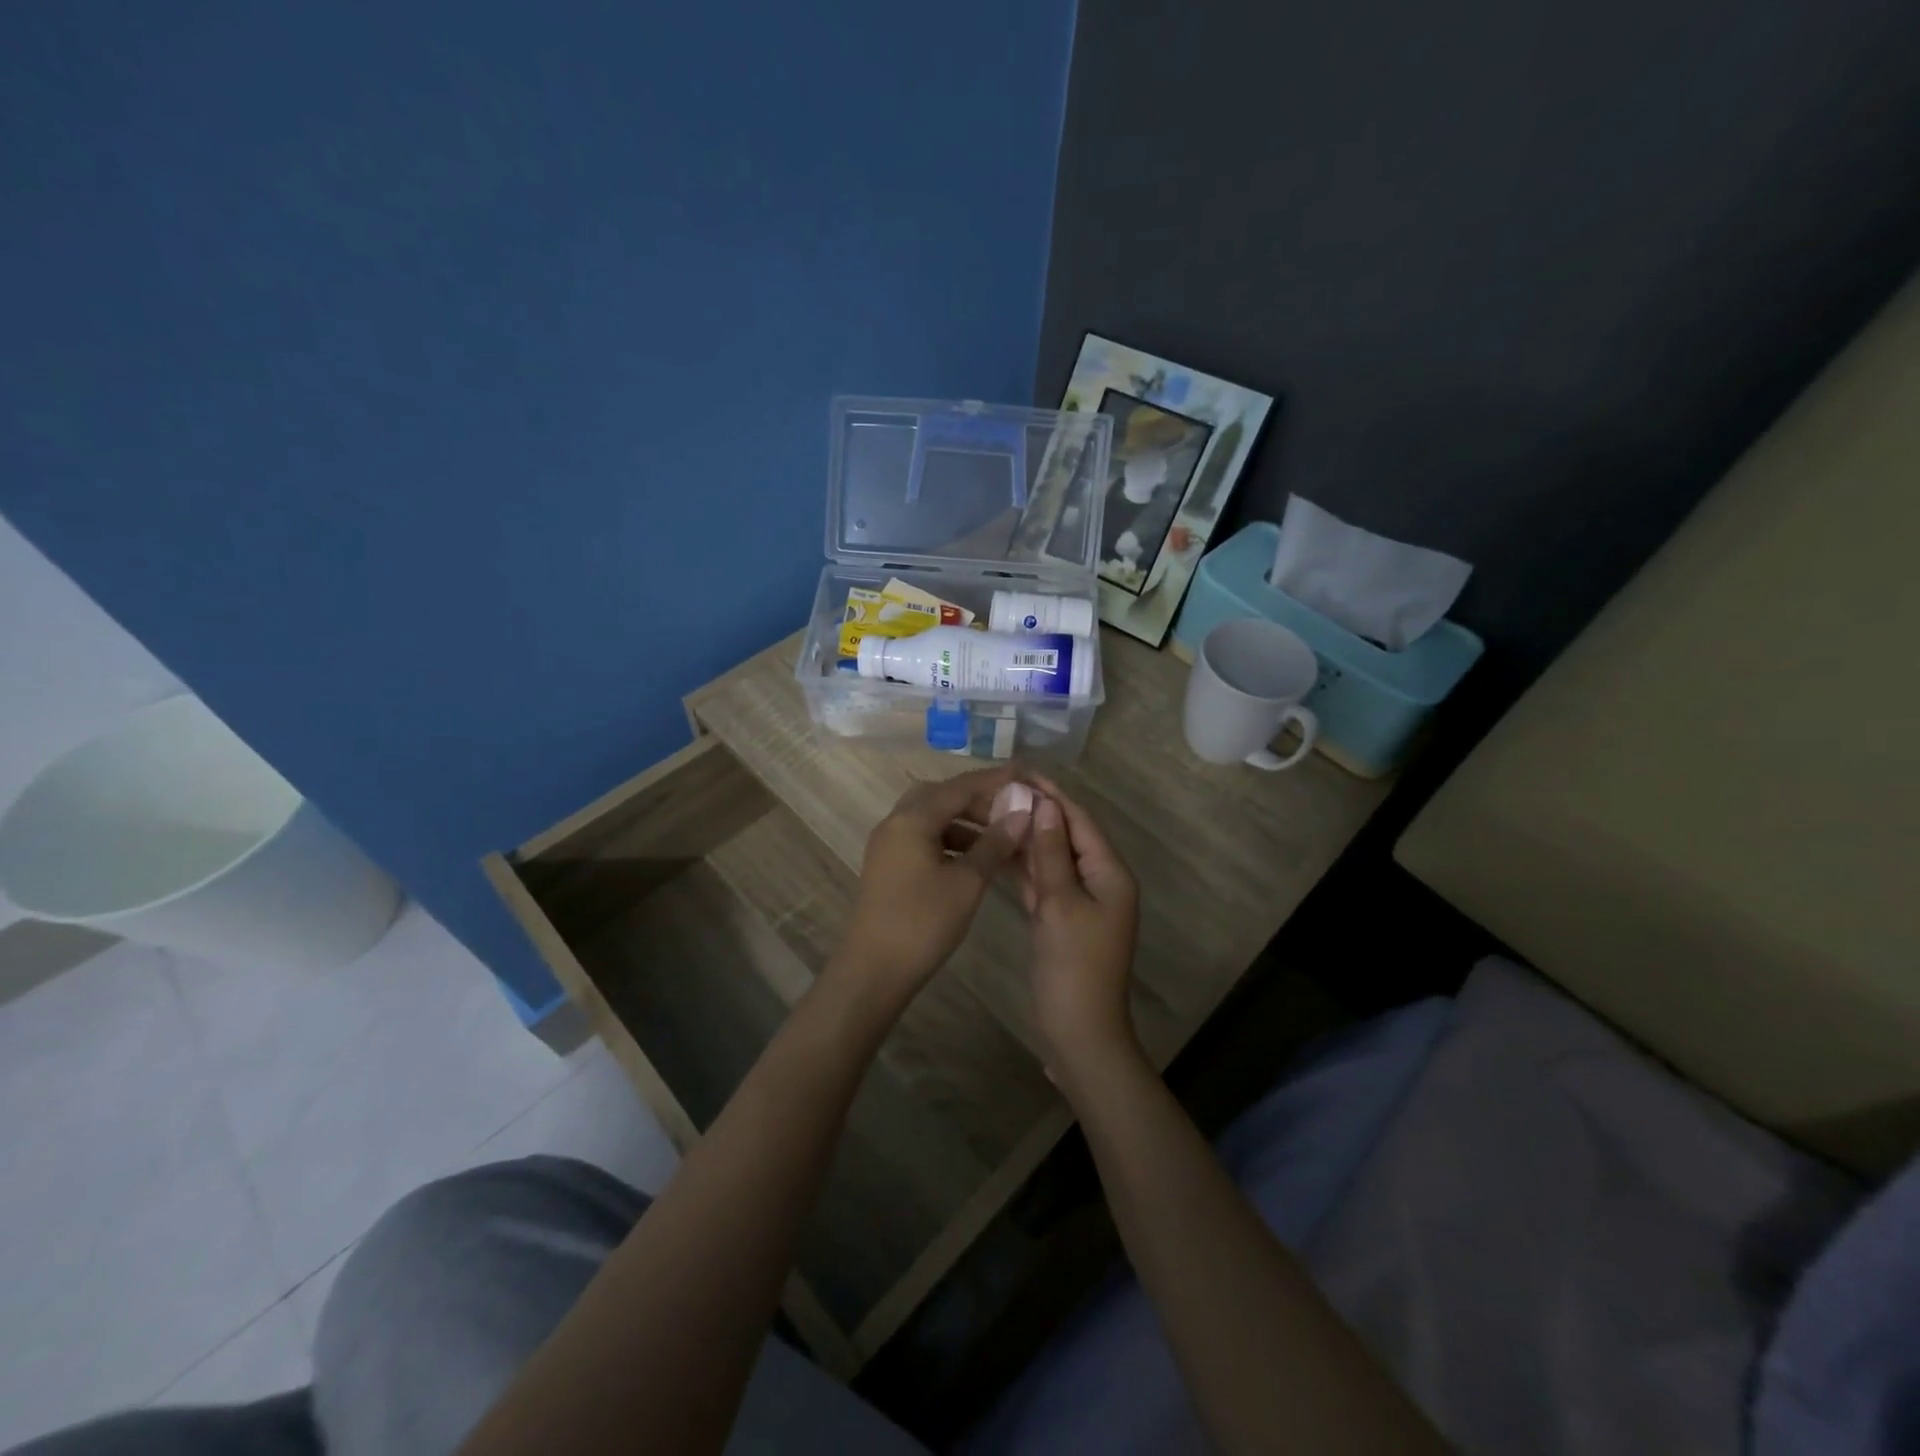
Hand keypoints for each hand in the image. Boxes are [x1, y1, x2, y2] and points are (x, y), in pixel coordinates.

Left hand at [832, 766, 1031, 1011]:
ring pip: (932, 818)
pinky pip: (923, 838)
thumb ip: (994, 843)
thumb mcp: (967, 882)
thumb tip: (1021, 812)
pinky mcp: (888, 865)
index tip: (1025, 773)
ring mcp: (888, 844)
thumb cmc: (923, 923)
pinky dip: (950, 841)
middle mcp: (895, 822)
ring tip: (1000, 837)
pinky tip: (974, 859)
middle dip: (978, 800)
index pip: (960, 786)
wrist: (873, 971)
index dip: (995, 779)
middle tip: (1011, 810)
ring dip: (965, 822)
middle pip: (942, 796)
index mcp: (912, 819)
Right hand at [1019, 774, 1141, 1083]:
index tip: (1021, 769)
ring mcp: (1080, 901)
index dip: (1052, 794)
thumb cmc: (1073, 965)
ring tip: (994, 809)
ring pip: (1052, 858)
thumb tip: (1045, 804)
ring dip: (1028, 836)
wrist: (1078, 1031)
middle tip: (1001, 786)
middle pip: (1067, 835)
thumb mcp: (1060, 903)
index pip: (1080, 820)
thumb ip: (1050, 852)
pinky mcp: (1062, 918)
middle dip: (1038, 811)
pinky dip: (1024, 866)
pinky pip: (1044, 882)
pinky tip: (999, 849)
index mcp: (1110, 873)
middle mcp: (1099, 880)